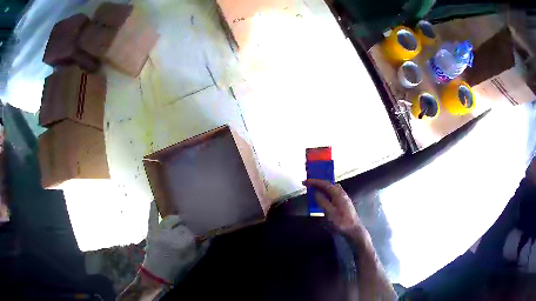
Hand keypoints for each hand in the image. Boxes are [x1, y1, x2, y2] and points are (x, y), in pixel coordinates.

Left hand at [141, 214, 203, 284]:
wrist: (157, 274)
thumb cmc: (177, 269)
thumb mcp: (193, 261)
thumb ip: (203, 249)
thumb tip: (210, 237)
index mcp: (184, 243)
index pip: (194, 230)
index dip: (198, 228)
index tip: (201, 227)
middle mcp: (173, 234)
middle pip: (183, 223)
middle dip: (188, 224)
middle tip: (191, 225)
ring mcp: (160, 231)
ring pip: (171, 218)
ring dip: (177, 218)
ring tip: (181, 219)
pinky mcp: (151, 231)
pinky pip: (152, 217)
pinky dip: (153, 208)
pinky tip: (154, 200)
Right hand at [303, 179, 362, 234]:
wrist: (353, 230)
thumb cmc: (341, 222)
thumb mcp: (329, 212)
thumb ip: (322, 201)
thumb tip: (315, 192)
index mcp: (338, 194)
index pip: (325, 184)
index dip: (314, 182)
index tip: (305, 181)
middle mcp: (342, 193)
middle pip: (329, 184)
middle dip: (319, 183)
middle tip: (309, 185)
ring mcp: (344, 198)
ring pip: (332, 190)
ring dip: (323, 189)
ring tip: (314, 191)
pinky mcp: (344, 204)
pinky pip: (333, 195)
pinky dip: (326, 194)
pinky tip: (323, 199)